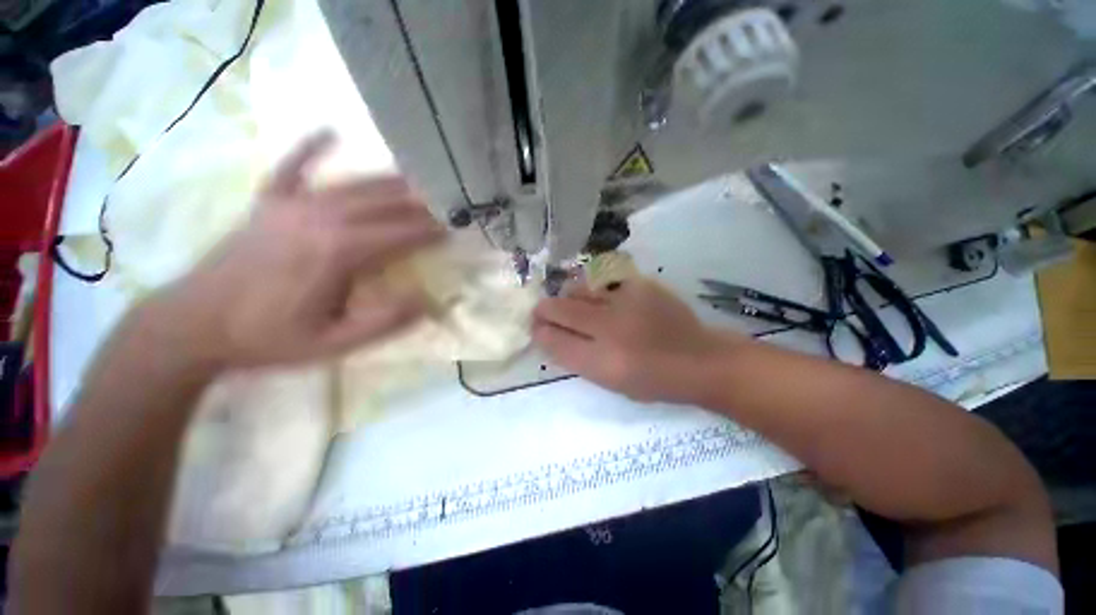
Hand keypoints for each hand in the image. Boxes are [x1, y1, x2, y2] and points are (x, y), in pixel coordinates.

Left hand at [146, 132, 445, 368]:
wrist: (203, 321)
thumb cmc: (267, 338)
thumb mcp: (328, 346)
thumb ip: (380, 323)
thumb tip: (427, 301)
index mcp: (341, 250)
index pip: (402, 231)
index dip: (434, 229)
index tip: (461, 227)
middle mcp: (324, 213)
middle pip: (383, 200)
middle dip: (419, 201)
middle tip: (446, 202)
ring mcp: (294, 201)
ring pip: (352, 182)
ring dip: (386, 180)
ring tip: (414, 179)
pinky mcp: (269, 200)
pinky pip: (295, 165)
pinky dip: (313, 147)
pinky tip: (330, 131)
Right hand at [533, 278, 741, 401]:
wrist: (697, 359)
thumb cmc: (655, 381)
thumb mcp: (613, 383)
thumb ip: (582, 360)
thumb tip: (556, 338)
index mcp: (601, 362)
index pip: (555, 341)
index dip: (540, 333)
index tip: (536, 329)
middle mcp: (609, 329)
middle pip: (561, 310)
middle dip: (544, 310)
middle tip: (540, 311)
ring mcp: (625, 303)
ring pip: (581, 290)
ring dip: (568, 296)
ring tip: (567, 301)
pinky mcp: (640, 285)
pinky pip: (606, 281)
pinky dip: (596, 289)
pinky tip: (599, 296)